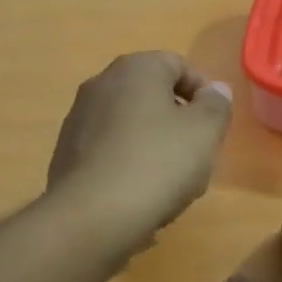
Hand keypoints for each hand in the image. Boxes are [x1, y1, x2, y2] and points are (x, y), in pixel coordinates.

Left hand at [46, 52, 231, 250]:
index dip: (203, 92)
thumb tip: (214, 90)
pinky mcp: (66, 153)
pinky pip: (109, 149)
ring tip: (169, 180)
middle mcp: (101, 84)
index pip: (178, 64)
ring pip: (129, 123)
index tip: (214, 124)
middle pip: (151, 94)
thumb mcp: (204, 132)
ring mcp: (78, 119)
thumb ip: (216, 105)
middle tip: (196, 153)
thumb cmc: (157, 164)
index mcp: (136, 69)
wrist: (91, 216)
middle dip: (177, 120)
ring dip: (152, 143)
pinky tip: (138, 193)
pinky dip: (127, 162)